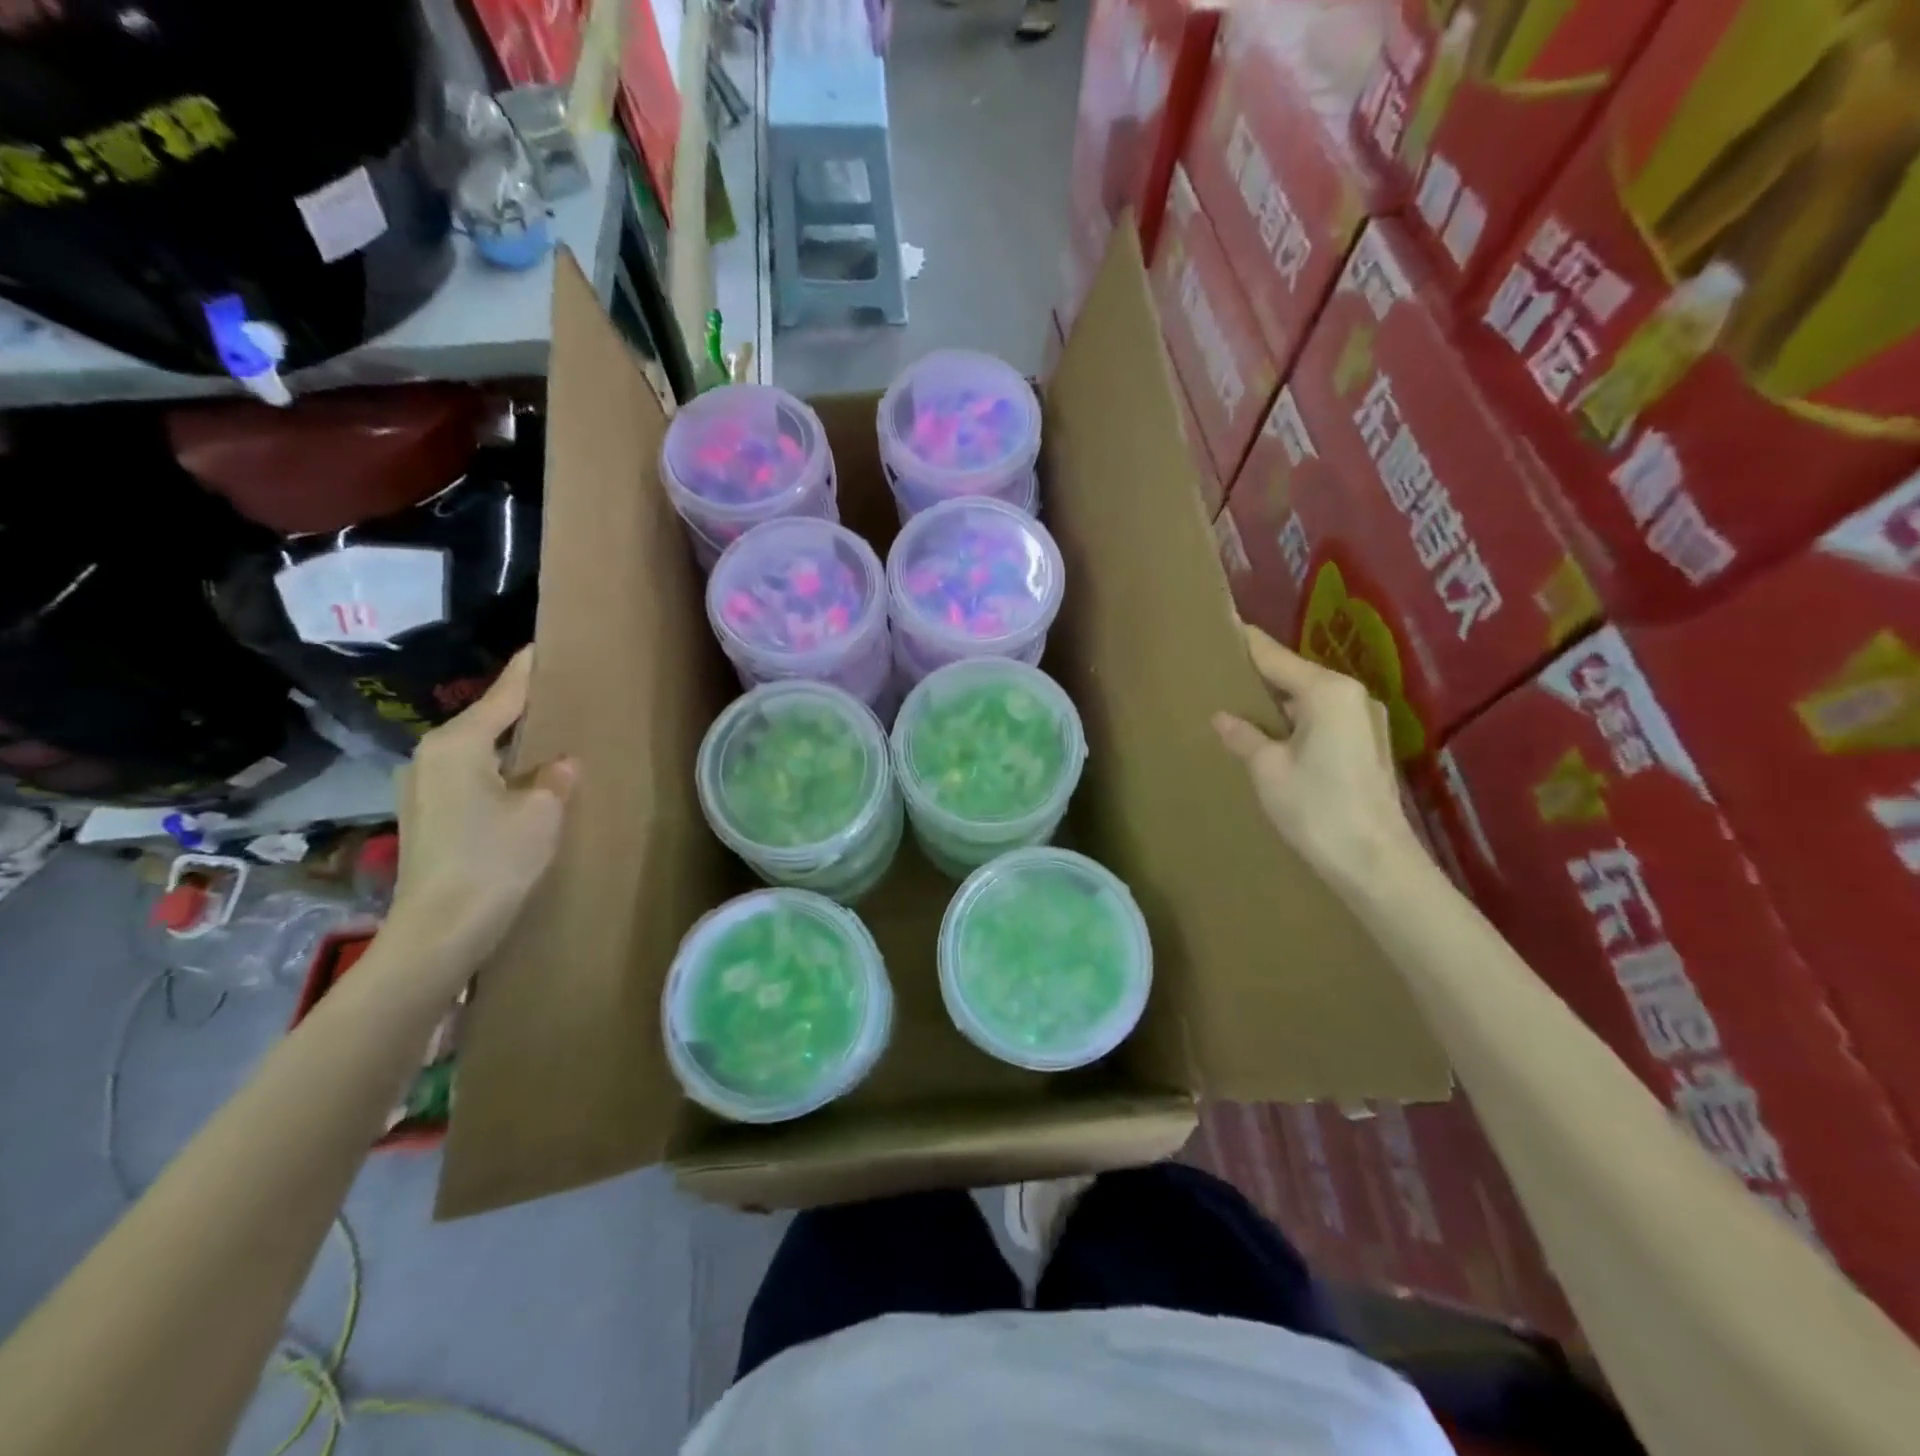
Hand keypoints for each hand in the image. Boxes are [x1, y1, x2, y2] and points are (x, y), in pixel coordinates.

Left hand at [386, 649, 576, 967]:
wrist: (440, 928)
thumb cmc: (494, 859)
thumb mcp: (541, 812)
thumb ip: (554, 778)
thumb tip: (560, 765)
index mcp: (456, 745)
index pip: (501, 698)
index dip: (525, 674)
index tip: (540, 647)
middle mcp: (429, 758)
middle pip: (483, 723)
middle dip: (516, 711)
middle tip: (554, 696)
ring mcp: (420, 789)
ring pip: (474, 753)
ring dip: (507, 747)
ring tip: (543, 741)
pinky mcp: (424, 817)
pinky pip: (468, 778)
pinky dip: (495, 773)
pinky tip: (520, 783)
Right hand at [1213, 626, 1419, 886]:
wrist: (1374, 862)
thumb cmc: (1316, 808)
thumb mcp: (1268, 769)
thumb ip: (1244, 735)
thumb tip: (1223, 717)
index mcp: (1328, 692)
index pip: (1275, 657)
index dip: (1245, 643)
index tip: (1221, 625)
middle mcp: (1352, 696)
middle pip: (1296, 675)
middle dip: (1260, 674)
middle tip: (1221, 672)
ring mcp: (1366, 720)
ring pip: (1311, 699)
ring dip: (1279, 701)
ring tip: (1240, 703)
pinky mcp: (1370, 745)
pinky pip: (1324, 718)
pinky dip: (1297, 720)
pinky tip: (1272, 733)